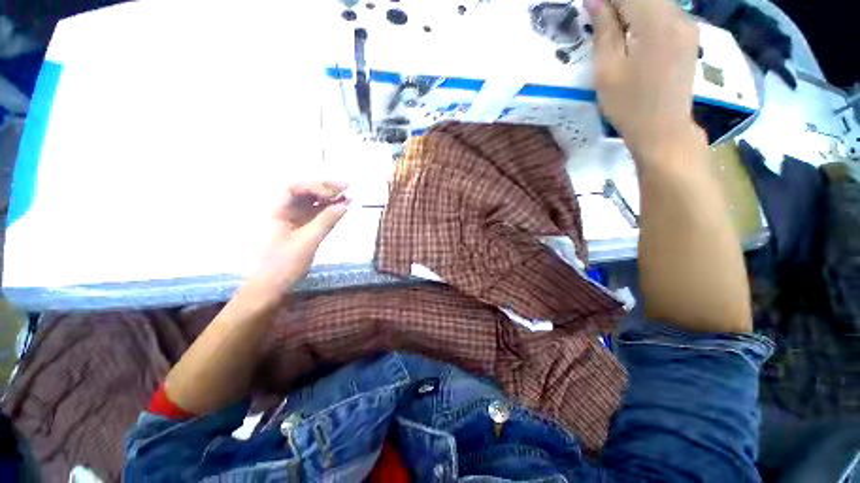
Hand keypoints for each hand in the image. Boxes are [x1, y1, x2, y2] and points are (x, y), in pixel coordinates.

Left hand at [245, 182, 349, 299]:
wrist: (269, 288)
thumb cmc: (283, 265)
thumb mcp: (307, 242)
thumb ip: (326, 221)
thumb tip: (345, 204)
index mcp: (278, 211)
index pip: (295, 188)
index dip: (316, 186)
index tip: (335, 193)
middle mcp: (284, 211)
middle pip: (304, 192)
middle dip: (325, 188)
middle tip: (347, 187)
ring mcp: (293, 221)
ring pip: (311, 203)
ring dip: (328, 199)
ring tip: (347, 197)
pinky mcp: (300, 230)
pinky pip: (315, 215)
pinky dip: (328, 211)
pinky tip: (340, 209)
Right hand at [588, 0, 702, 160]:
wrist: (663, 130)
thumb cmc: (629, 105)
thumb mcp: (607, 71)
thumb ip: (604, 32)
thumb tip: (595, 2)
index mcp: (657, 23)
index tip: (589, 6)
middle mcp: (678, 16)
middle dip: (618, 3)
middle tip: (599, 18)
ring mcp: (688, 25)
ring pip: (656, 2)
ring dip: (631, 8)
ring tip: (611, 26)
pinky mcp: (689, 36)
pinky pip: (665, 13)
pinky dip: (645, 16)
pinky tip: (631, 32)